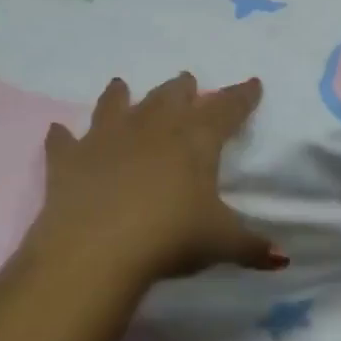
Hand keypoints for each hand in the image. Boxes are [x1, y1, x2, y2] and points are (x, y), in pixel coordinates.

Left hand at [30, 73, 275, 286]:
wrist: (97, 248)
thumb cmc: (170, 237)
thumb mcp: (220, 243)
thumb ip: (252, 246)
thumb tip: (282, 258)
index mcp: (194, 140)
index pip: (226, 109)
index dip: (241, 96)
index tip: (252, 83)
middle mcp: (151, 127)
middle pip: (170, 97)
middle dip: (182, 88)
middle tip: (187, 82)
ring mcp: (106, 138)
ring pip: (116, 104)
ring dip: (120, 94)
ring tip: (121, 85)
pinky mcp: (69, 158)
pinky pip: (64, 140)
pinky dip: (63, 136)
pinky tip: (59, 131)